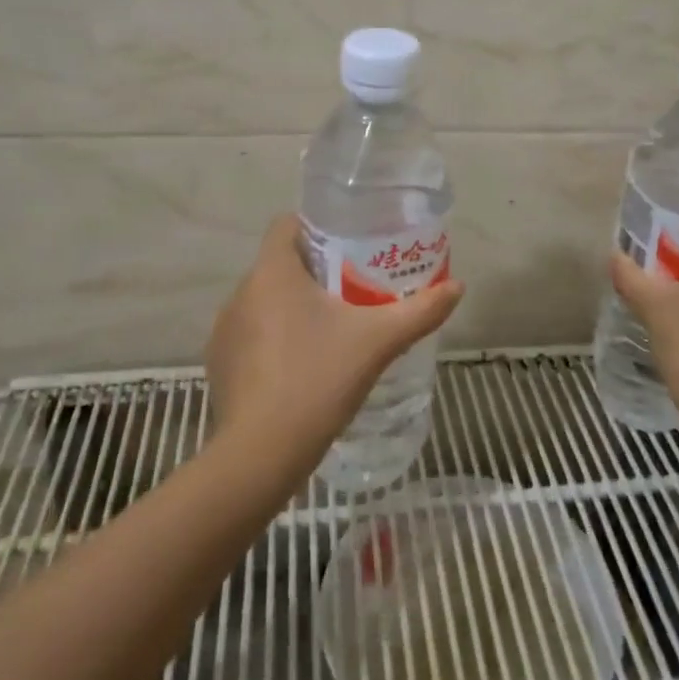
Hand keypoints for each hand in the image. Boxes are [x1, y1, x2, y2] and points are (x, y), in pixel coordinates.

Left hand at [207, 215, 465, 470]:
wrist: (261, 455)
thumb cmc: (318, 379)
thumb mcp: (379, 342)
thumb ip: (420, 311)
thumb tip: (458, 287)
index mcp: (273, 272)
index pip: (288, 224)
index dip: (318, 226)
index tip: (350, 242)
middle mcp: (242, 291)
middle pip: (282, 263)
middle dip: (317, 270)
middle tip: (356, 287)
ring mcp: (226, 329)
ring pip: (266, 299)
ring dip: (295, 305)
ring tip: (333, 326)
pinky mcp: (220, 363)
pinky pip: (253, 333)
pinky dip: (276, 337)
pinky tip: (303, 364)